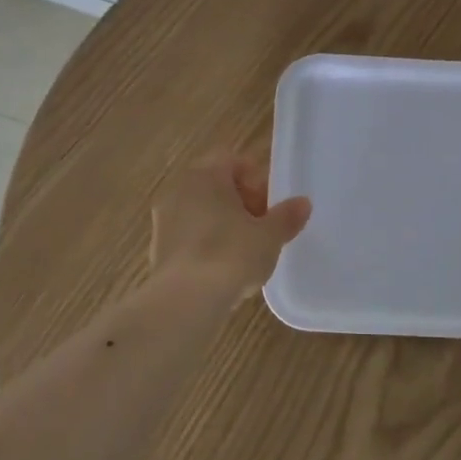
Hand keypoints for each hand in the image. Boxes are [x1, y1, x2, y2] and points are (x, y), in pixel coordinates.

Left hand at [150, 152, 311, 304]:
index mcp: (205, 176)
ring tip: (244, 250)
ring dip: (222, 223)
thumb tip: (303, 203)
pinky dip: (205, 243)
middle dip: (240, 201)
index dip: (254, 178)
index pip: (231, 159)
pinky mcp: (157, 249)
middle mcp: (179, 190)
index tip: (269, 204)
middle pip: (214, 184)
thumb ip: (286, 216)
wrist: (185, 300)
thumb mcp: (269, 236)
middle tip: (261, 226)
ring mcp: (163, 220)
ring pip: (199, 210)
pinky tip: (222, 268)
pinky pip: (188, 235)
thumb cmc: (231, 255)